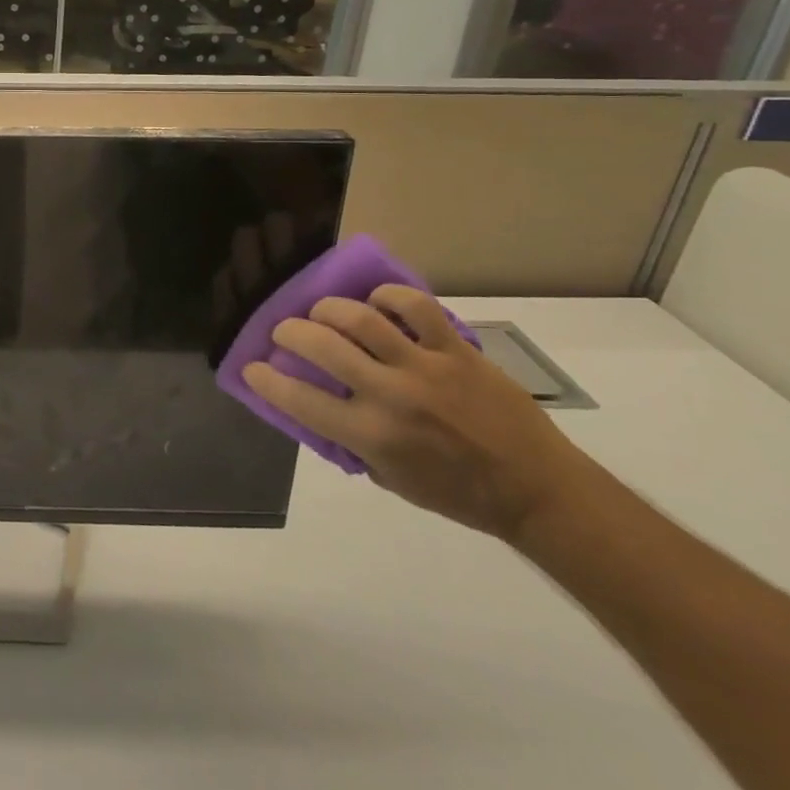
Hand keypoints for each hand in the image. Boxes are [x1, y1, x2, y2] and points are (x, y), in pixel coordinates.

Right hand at [243, 286, 590, 540]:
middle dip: (289, 332)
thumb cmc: (457, 492)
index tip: (252, 367)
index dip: (265, 379)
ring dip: (329, 309)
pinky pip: (416, 307)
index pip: (298, 400)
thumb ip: (350, 441)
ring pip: (361, 319)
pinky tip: (377, 303)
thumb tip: (317, 405)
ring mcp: (425, 368)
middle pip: (321, 346)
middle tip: (285, 332)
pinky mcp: (456, 351)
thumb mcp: (390, 478)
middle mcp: (391, 397)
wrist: (537, 489)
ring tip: (323, 312)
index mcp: (371, 436)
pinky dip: (388, 297)